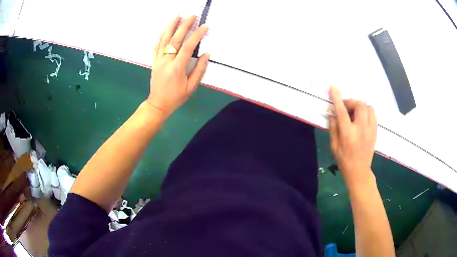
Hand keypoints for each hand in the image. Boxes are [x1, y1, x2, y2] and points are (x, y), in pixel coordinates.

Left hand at [145, 15, 209, 117]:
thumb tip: (206, 54)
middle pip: (175, 39)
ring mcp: (158, 60)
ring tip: (177, 16)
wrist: (158, 104)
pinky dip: (161, 36)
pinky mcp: (154, 61)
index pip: (187, 47)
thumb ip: (199, 70)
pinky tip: (165, 29)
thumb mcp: (191, 87)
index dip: (196, 36)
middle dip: (184, 25)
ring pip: (164, 40)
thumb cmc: (176, 97)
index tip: (204, 27)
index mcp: (177, 68)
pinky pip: (156, 46)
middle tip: (191, 15)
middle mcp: (166, 61)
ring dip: (171, 26)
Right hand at [328, 86, 376, 189]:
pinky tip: (361, 117)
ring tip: (354, 112)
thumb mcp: (334, 146)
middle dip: (351, 102)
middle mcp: (361, 129)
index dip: (337, 98)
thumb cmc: (344, 160)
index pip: (342, 111)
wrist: (359, 171)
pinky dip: (366, 111)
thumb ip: (333, 127)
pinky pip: (373, 113)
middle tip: (345, 108)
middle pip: (359, 105)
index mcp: (348, 134)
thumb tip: (332, 112)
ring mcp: (370, 130)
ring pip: (368, 107)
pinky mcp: (375, 131)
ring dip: (359, 106)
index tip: (333, 88)